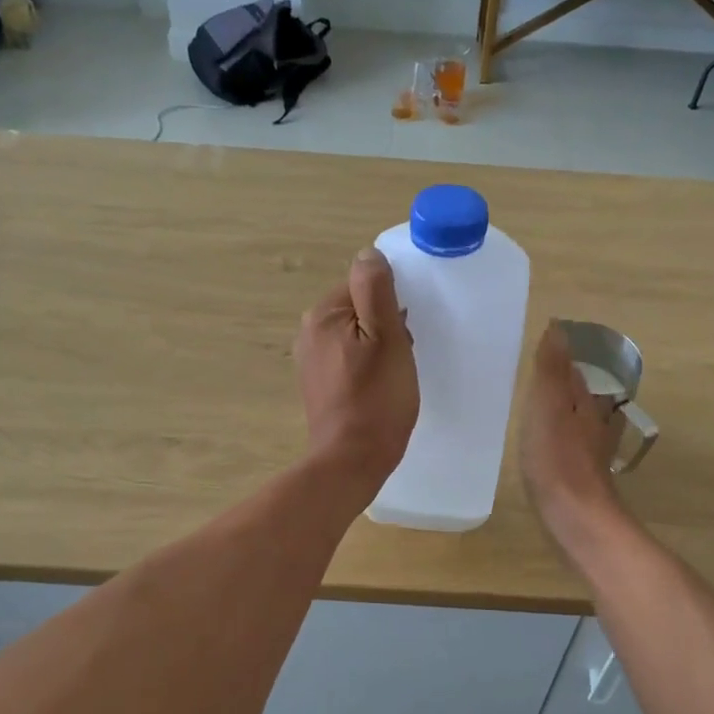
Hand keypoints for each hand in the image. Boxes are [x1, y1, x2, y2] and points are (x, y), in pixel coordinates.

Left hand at [295, 249, 417, 497]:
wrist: (352, 460)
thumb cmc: (376, 398)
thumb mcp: (386, 337)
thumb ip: (376, 290)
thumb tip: (368, 254)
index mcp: (322, 314)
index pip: (363, 284)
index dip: (391, 304)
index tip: (405, 331)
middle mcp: (308, 332)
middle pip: (359, 309)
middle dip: (385, 325)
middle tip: (402, 355)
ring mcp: (310, 360)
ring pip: (356, 335)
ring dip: (379, 346)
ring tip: (393, 374)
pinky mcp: (318, 384)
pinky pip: (348, 359)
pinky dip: (366, 366)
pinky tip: (379, 387)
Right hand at [520, 322, 627, 549]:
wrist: (575, 517)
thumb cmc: (558, 458)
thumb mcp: (549, 406)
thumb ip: (551, 369)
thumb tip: (558, 327)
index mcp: (584, 404)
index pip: (573, 373)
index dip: (558, 361)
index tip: (539, 351)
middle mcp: (593, 426)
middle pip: (578, 398)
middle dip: (562, 387)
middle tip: (535, 378)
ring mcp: (589, 455)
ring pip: (576, 424)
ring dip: (562, 415)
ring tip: (538, 410)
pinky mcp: (580, 479)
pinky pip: (568, 449)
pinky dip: (559, 442)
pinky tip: (546, 449)